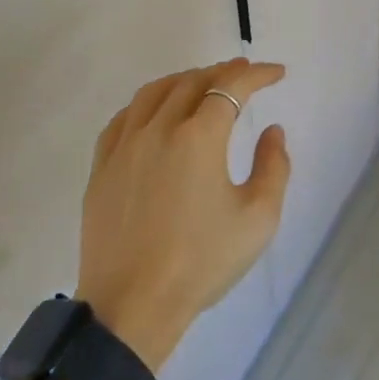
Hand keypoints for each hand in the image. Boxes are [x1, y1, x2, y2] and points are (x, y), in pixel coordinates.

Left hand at [76, 59, 289, 369]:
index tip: (277, 73)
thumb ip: (274, 166)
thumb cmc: (201, 262)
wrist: (132, 307)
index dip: (257, 74)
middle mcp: (159, 128)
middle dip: (224, 72)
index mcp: (199, 136)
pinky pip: (124, 117)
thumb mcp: (258, 219)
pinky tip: (155, 112)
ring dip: (184, 79)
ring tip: (202, 83)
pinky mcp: (102, 167)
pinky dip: (147, 103)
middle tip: (244, 74)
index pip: (232, 86)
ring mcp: (125, 145)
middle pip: (193, 81)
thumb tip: (272, 131)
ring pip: (155, 92)